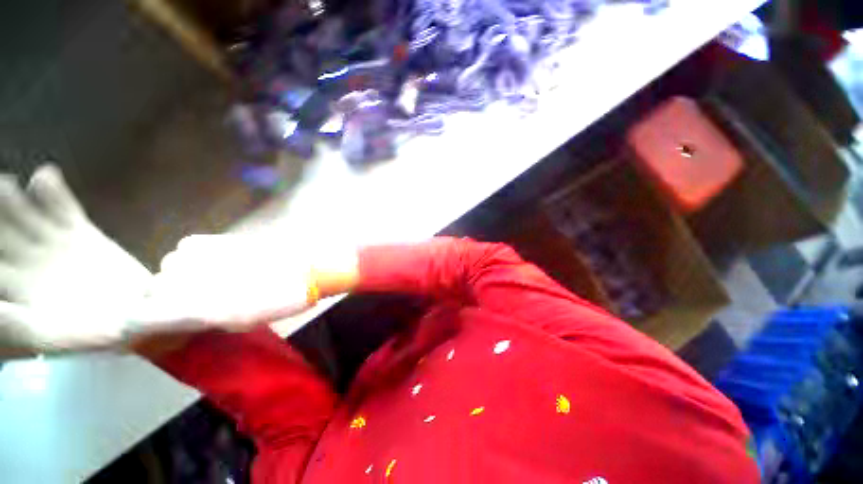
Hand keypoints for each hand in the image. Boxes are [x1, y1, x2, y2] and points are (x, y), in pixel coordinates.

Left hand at [0, 165, 150, 358]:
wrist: (140, 316)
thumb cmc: (96, 335)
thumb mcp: (53, 338)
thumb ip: (16, 324)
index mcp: (14, 287)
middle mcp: (27, 261)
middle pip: (1, 229)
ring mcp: (54, 245)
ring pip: (24, 213)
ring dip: (11, 196)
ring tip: (5, 182)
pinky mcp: (82, 234)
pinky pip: (62, 208)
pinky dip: (52, 190)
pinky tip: (45, 175)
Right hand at [146, 233, 317, 331]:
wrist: (302, 271)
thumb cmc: (276, 303)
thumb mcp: (237, 323)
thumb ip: (201, 319)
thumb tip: (182, 315)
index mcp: (190, 308)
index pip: (139, 318)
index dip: (143, 323)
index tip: (152, 325)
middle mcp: (183, 280)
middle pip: (153, 289)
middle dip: (167, 298)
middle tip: (194, 302)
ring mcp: (196, 256)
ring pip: (169, 267)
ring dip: (183, 276)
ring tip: (211, 280)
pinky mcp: (212, 239)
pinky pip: (187, 250)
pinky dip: (194, 258)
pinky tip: (216, 263)